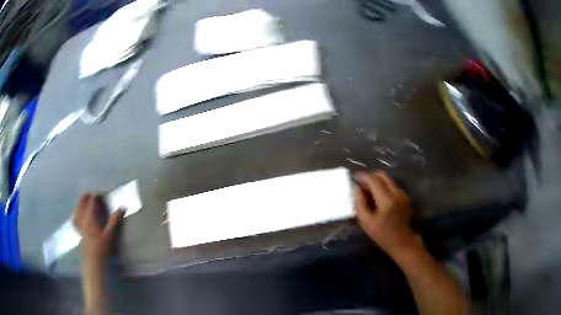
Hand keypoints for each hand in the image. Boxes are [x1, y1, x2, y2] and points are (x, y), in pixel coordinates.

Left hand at [74, 193, 123, 261]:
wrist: (93, 260)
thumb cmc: (102, 247)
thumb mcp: (110, 234)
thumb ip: (114, 220)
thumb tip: (122, 207)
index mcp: (91, 216)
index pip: (92, 200)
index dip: (97, 194)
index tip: (103, 193)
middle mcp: (83, 217)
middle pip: (82, 201)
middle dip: (87, 195)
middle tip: (94, 195)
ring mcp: (79, 223)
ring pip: (77, 207)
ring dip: (81, 202)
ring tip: (87, 202)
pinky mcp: (77, 230)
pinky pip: (74, 218)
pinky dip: (76, 213)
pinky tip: (78, 214)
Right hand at [354, 171, 421, 258]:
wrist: (402, 242)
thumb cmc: (382, 235)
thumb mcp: (366, 222)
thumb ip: (360, 203)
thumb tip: (357, 188)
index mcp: (386, 200)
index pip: (373, 180)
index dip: (363, 176)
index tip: (354, 176)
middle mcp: (396, 193)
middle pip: (382, 175)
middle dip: (370, 176)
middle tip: (361, 183)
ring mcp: (402, 194)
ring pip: (388, 179)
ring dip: (377, 181)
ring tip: (368, 189)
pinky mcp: (405, 197)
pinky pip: (393, 185)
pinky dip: (384, 186)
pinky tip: (379, 196)